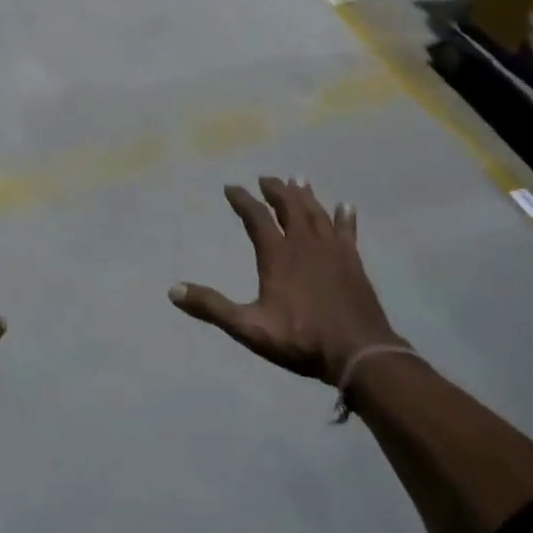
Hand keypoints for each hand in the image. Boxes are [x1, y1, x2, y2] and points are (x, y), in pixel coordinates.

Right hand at [170, 178, 402, 384]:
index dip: (242, 200)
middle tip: (265, 178)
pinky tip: (345, 205)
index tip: (231, 188)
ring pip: (316, 212)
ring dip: (305, 195)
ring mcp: (332, 250)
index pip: (256, 217)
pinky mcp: (353, 262)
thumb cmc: (301, 339)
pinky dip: (344, 216)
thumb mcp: (249, 328)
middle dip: (275, 190)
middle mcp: (304, 243)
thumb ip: (212, 307)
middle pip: (289, 206)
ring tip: (298, 180)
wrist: (359, 353)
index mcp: (277, 255)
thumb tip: (173, 290)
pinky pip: (347, 230)